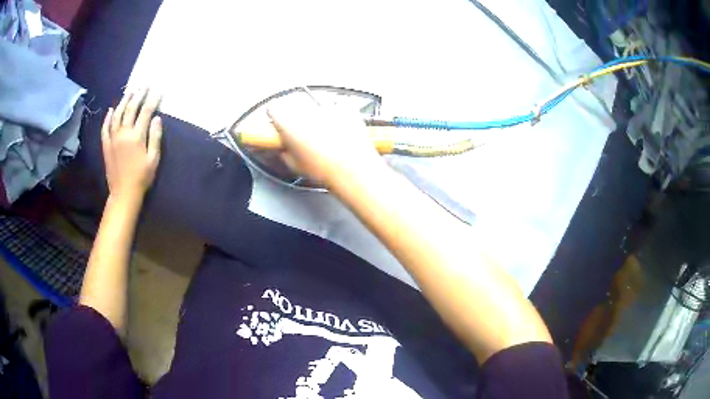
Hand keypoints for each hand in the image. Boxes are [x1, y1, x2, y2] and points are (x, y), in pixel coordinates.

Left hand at [102, 89, 162, 197]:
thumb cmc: (142, 178)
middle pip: (131, 109)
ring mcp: (113, 138)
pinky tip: (111, 110)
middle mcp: (123, 133)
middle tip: (144, 85)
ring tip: (129, 92)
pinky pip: (105, 128)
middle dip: (139, 95)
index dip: (153, 99)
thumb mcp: (153, 159)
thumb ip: (155, 137)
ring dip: (123, 101)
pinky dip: (108, 118)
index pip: (146, 112)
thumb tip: (157, 118)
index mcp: (137, 136)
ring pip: (117, 114)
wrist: (123, 194)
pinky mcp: (106, 145)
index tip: (158, 90)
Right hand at [267, 94, 381, 184]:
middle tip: (306, 135)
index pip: (273, 108)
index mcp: (288, 122)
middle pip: (296, 108)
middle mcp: (305, 109)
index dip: (275, 116)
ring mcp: (326, 105)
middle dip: (298, 119)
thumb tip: (283, 147)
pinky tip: (341, 131)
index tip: (279, 124)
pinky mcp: (345, 106)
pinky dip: (338, 116)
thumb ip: (284, 151)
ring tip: (327, 136)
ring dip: (319, 117)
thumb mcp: (295, 165)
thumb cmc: (323, 169)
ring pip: (317, 107)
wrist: (354, 168)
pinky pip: (337, 107)